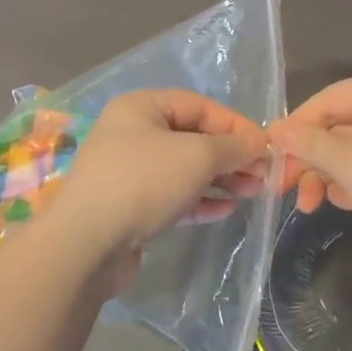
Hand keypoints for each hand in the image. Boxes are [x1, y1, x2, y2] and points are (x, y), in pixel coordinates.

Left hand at [46, 90, 269, 283]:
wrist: (85, 244)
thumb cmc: (143, 182)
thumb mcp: (197, 155)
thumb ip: (233, 147)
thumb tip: (259, 144)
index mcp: (142, 107)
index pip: (200, 106)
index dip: (235, 125)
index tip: (265, 147)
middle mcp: (132, 133)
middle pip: (193, 137)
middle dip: (231, 155)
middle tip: (263, 174)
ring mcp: (129, 172)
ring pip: (184, 169)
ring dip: (220, 179)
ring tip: (253, 193)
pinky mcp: (129, 206)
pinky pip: (172, 196)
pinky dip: (199, 200)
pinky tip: (225, 210)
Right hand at [269, 77, 351, 278]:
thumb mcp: (349, 162)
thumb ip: (309, 144)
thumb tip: (276, 128)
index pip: (326, 100)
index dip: (295, 126)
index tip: (271, 156)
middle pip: (339, 125)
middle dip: (310, 158)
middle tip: (284, 189)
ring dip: (329, 175)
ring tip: (313, 205)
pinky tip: (346, 205)